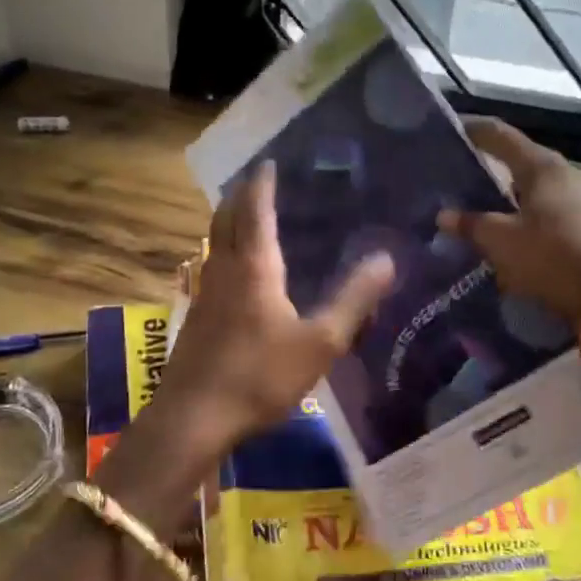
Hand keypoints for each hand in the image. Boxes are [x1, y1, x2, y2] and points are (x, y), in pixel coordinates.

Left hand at [136, 160, 395, 469]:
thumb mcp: (320, 343)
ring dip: (228, 221)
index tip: (268, 162)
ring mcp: (205, 293)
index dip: (261, 184)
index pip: (255, 210)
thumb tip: (386, 259)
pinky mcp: (196, 317)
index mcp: (254, 267)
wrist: (194, 418)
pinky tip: (237, 272)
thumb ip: (354, 300)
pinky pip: (212, 266)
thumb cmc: (260, 376)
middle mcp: (224, 270)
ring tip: (246, 216)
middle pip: (225, 219)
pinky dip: (224, 250)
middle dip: (239, 196)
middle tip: (255, 181)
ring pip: (214, 243)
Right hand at [436, 118, 580, 322]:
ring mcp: (569, 200)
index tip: (443, 129)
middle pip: (511, 160)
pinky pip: (531, 211)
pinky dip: (509, 215)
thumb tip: (444, 216)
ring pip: (521, 188)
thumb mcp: (500, 240)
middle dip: (479, 164)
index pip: (498, 133)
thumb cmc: (550, 256)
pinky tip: (491, 230)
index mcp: (539, 165)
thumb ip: (469, 224)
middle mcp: (557, 175)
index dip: (470, 128)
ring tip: (462, 204)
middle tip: (446, 171)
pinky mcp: (573, 226)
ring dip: (493, 194)